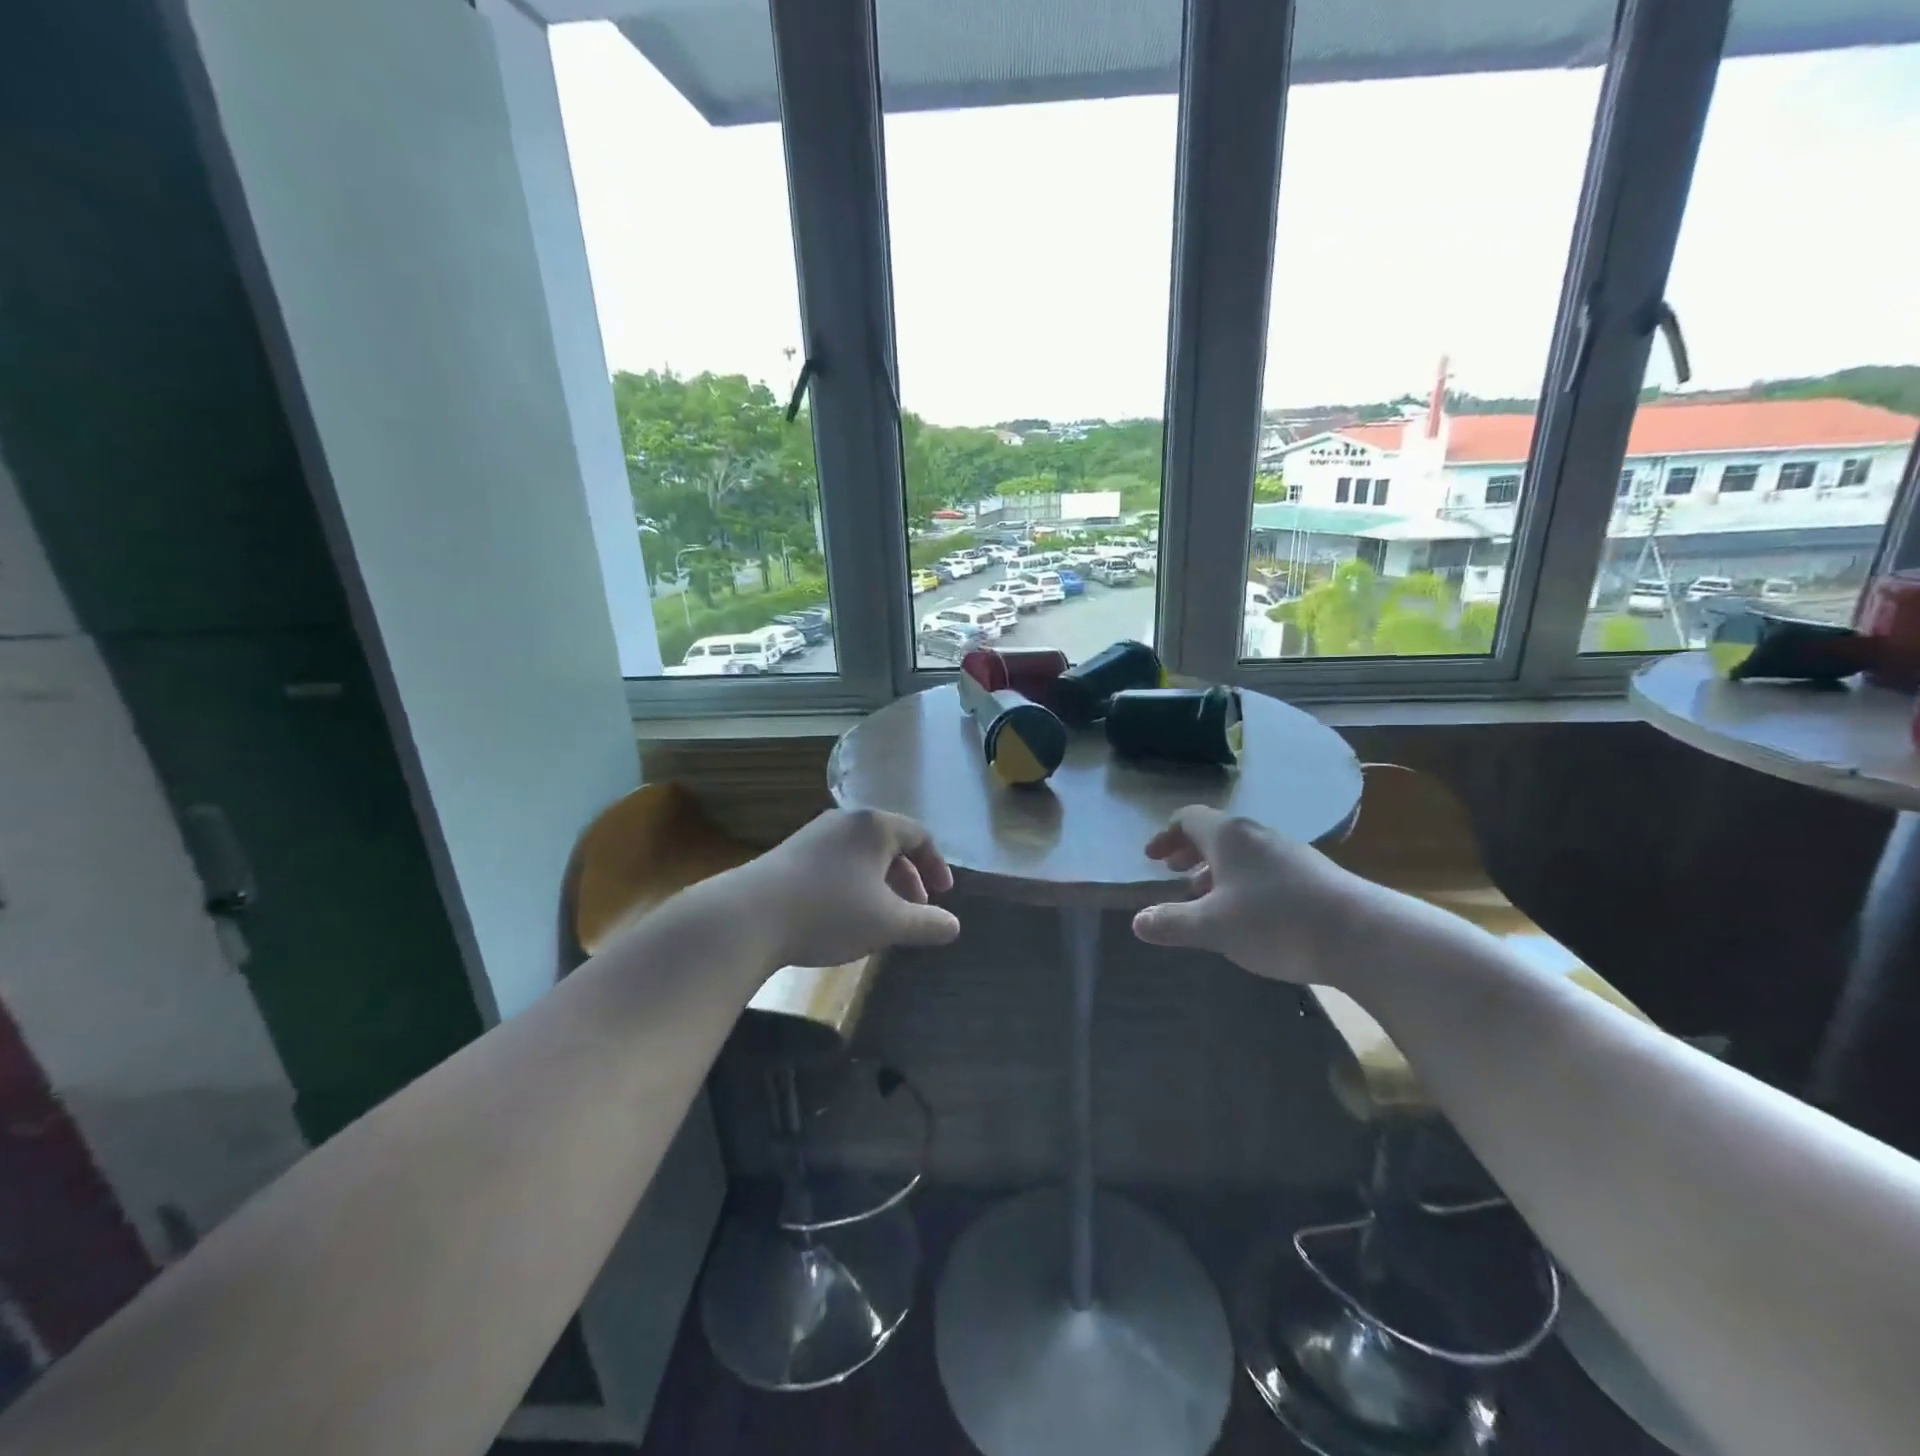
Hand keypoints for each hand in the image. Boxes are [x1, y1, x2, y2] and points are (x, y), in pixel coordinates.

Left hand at [737, 808, 960, 970]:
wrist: (749, 916)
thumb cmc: (830, 912)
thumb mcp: (888, 923)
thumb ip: (926, 924)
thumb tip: (953, 926)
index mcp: (874, 826)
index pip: (919, 835)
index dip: (936, 865)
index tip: (943, 894)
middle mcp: (845, 820)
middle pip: (889, 843)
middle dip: (908, 877)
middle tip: (916, 909)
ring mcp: (814, 834)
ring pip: (860, 855)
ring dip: (880, 883)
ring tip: (882, 917)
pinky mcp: (790, 854)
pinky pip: (836, 862)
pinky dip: (853, 884)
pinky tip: (844, 915)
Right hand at [1130, 805, 1377, 984]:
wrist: (1362, 936)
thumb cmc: (1275, 922)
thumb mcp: (1212, 927)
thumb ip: (1171, 923)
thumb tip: (1138, 922)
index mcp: (1228, 836)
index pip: (1188, 818)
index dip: (1166, 836)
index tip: (1152, 858)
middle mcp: (1257, 835)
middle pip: (1215, 832)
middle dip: (1189, 851)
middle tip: (1173, 872)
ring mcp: (1289, 852)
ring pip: (1241, 852)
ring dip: (1216, 869)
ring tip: (1205, 897)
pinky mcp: (1313, 874)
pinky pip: (1264, 867)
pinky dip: (1243, 880)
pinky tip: (1247, 913)